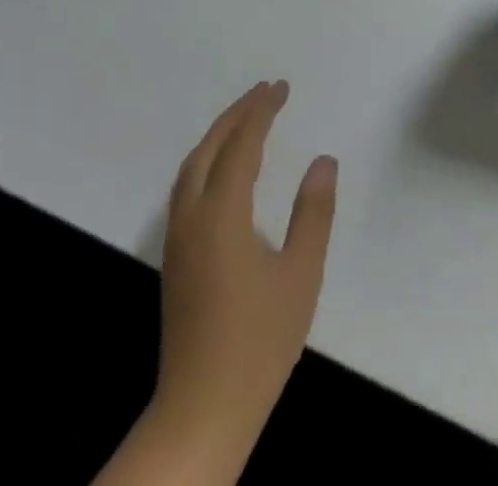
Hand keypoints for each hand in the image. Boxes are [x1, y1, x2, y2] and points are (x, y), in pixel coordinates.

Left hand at [151, 80, 337, 465]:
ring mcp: (177, 237)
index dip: (262, 111)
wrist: (201, 410)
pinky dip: (206, 160)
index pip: (242, 144)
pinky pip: (186, 186)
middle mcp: (192, 215)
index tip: (281, 87)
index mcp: (222, 213)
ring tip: (245, 119)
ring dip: (217, 134)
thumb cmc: (258, 342)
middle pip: (210, 146)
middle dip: (237, 113)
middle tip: (265, 91)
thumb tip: (323, 161)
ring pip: (191, 166)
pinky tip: (221, 170)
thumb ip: (313, 213)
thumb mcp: (300, 275)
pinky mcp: (174, 258)